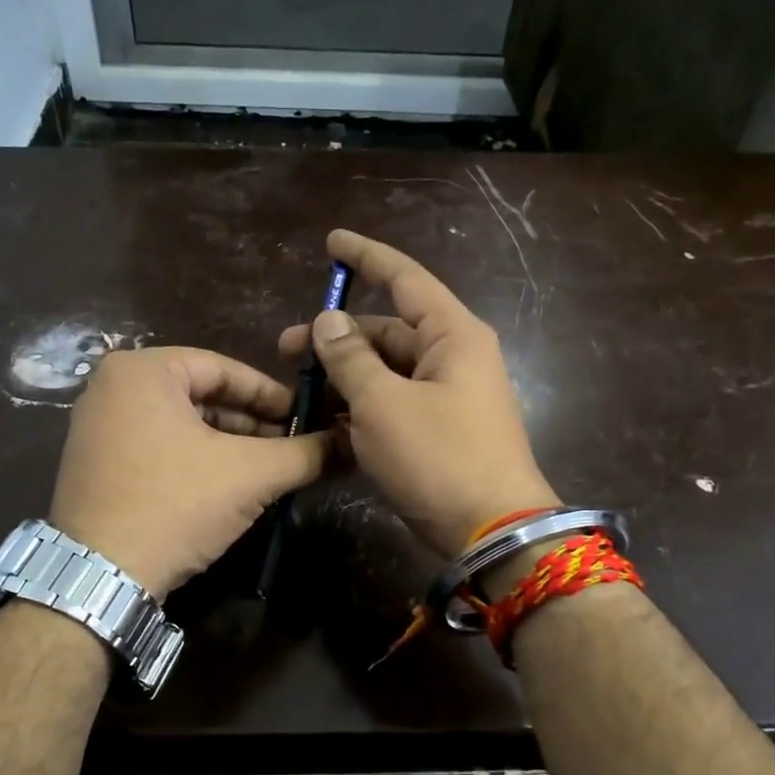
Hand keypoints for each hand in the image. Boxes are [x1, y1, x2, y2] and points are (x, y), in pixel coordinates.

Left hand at [47, 347, 326, 599]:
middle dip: (250, 424)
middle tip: (291, 447)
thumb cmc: (175, 504)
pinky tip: (226, 487)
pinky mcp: (94, 464)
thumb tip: (351, 444)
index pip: (224, 368)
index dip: (271, 394)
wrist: (100, 576)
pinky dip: (195, 461)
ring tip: (266, 471)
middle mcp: (111, 387)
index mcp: (142, 370)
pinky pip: (157, 447)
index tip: (306, 417)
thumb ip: (306, 453)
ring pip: (180, 424)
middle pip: (201, 396)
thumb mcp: (251, 474)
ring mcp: (96, 427)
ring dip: (227, 445)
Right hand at [278, 230, 556, 559]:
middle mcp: (452, 359)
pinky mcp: (436, 433)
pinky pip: (392, 407)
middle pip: (387, 332)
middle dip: (336, 337)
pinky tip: (325, 424)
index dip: (367, 258)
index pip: (405, 279)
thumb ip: (351, 357)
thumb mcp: (383, 404)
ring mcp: (445, 398)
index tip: (331, 243)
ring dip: (343, 379)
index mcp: (452, 335)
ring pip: (385, 373)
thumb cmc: (439, 457)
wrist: (490, 532)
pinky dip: (360, 411)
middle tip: (284, 350)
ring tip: (299, 394)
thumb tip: (328, 320)